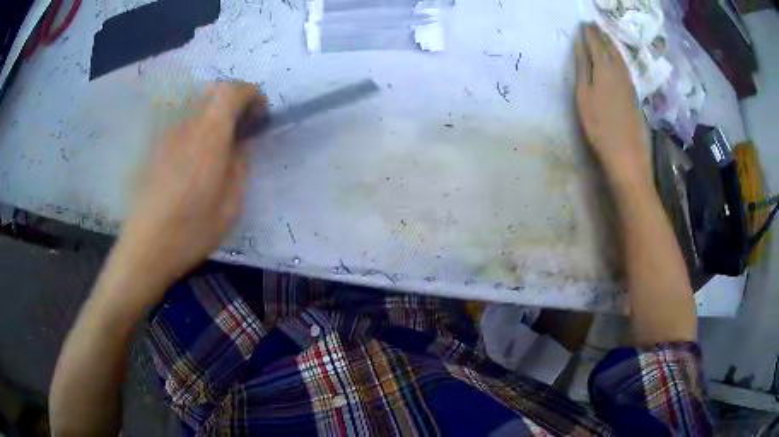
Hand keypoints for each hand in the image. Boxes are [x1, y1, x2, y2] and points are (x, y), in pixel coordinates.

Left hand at [115, 81, 264, 293]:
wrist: (145, 249)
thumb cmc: (190, 232)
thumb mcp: (230, 206)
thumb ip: (240, 167)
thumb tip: (241, 146)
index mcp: (208, 136)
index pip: (232, 91)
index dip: (251, 94)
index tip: (260, 115)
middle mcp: (186, 126)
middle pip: (212, 92)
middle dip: (234, 101)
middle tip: (242, 127)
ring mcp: (166, 136)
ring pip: (196, 107)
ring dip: (214, 115)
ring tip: (220, 145)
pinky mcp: (154, 148)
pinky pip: (182, 125)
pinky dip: (197, 129)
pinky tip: (195, 160)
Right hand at [574, 23, 650, 182]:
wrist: (627, 156)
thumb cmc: (600, 126)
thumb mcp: (584, 95)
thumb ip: (583, 67)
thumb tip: (581, 43)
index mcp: (605, 69)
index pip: (597, 44)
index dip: (590, 33)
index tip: (584, 23)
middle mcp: (620, 73)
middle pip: (611, 49)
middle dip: (602, 36)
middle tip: (594, 26)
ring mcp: (630, 85)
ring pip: (621, 58)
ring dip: (612, 45)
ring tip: (606, 37)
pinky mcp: (634, 97)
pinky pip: (626, 69)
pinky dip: (620, 58)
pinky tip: (618, 60)